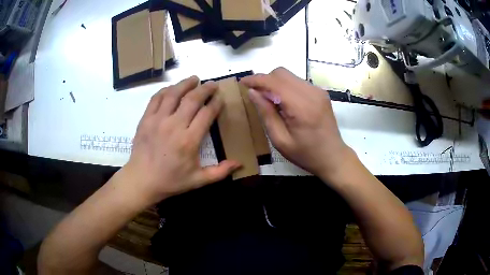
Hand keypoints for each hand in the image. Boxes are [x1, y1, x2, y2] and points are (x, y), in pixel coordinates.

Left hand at [122, 76, 240, 205]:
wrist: (141, 180)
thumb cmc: (171, 181)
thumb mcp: (198, 180)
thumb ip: (220, 172)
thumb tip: (240, 163)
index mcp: (189, 140)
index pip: (206, 113)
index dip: (216, 103)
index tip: (220, 98)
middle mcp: (174, 125)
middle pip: (192, 99)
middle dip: (205, 89)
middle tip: (212, 84)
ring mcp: (158, 120)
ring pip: (174, 94)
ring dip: (186, 84)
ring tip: (194, 79)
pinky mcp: (146, 119)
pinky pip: (156, 98)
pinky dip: (166, 90)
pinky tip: (172, 88)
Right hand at [240, 68, 355, 181]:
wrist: (333, 157)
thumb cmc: (306, 154)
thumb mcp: (280, 140)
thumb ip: (266, 113)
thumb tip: (253, 92)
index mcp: (301, 107)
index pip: (274, 82)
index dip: (256, 80)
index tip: (243, 83)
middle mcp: (311, 93)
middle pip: (281, 73)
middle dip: (265, 80)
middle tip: (257, 95)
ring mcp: (318, 91)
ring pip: (289, 76)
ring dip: (275, 83)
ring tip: (271, 102)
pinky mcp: (321, 93)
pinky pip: (297, 82)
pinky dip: (286, 87)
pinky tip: (285, 103)